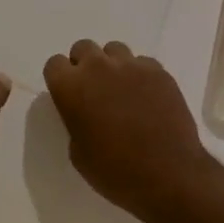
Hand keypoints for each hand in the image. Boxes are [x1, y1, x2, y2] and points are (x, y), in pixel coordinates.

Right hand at [41, 40, 213, 222]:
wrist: (169, 174)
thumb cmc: (115, 171)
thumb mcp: (78, 153)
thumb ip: (76, 120)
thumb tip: (85, 112)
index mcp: (71, 87)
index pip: (54, 64)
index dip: (61, 79)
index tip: (69, 95)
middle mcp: (98, 67)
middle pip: (84, 48)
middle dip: (85, 65)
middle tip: (94, 90)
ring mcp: (132, 66)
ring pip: (114, 50)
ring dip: (113, 66)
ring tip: (122, 90)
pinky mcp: (159, 71)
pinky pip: (143, 63)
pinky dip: (140, 75)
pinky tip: (147, 97)